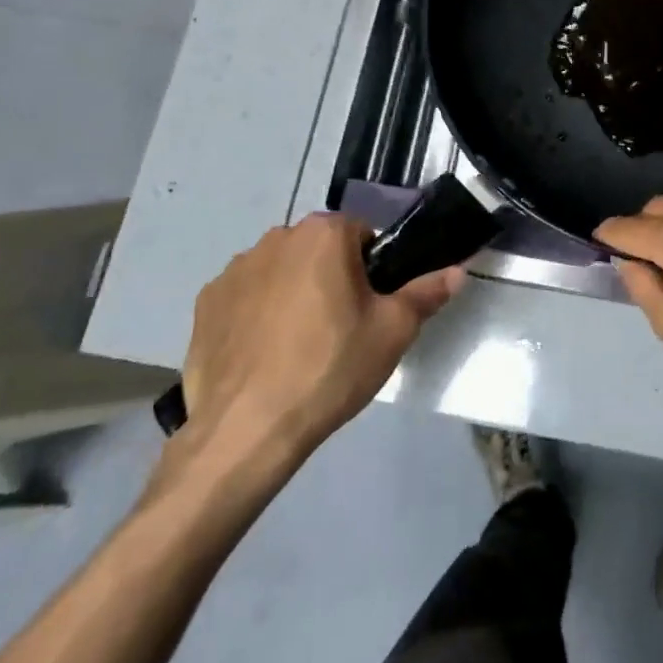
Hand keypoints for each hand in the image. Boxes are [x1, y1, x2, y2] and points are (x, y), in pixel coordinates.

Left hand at [164, 214, 463, 481]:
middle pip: (319, 250)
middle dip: (332, 277)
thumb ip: (427, 293)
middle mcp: (276, 237)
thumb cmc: (330, 368)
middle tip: (341, 328)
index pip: (362, 234)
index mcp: (324, 233)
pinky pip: (245, 297)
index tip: (371, 307)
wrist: (247, 430)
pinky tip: (263, 355)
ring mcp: (234, 269)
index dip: (373, 269)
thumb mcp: (393, 332)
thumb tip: (458, 270)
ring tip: (298, 347)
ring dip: (292, 293)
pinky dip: (256, 315)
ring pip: (281, 271)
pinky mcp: (205, 303)